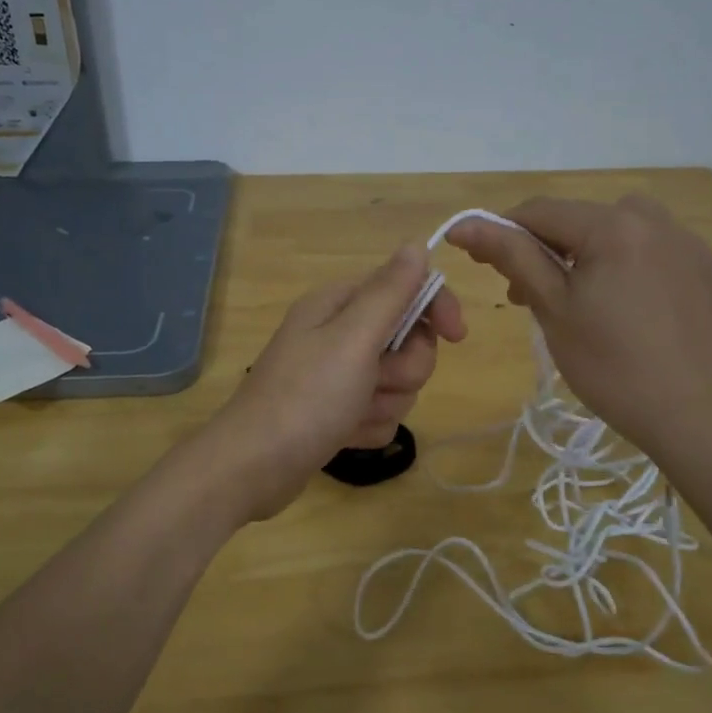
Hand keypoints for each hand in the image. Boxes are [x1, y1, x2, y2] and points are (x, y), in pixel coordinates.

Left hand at [209, 244, 464, 519]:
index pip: (406, 288)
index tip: (457, 336)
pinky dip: (368, 426)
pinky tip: (344, 435)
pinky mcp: (337, 411)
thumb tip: (416, 245)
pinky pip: (380, 413)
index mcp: (339, 305)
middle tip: (376, 381)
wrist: (253, 467)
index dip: (436, 308)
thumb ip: (389, 292)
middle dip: (403, 369)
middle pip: (408, 340)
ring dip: (385, 402)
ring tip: (353, 414)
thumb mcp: (353, 338)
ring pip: (398, 382)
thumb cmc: (306, 397)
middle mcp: (338, 334)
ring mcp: (337, 375)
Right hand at [447, 195, 711, 473]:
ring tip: (585, 298)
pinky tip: (631, 308)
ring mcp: (690, 244)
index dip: (503, 232)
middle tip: (529, 297)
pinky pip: (657, 251)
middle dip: (548, 249)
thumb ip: (511, 255)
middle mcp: (656, 220)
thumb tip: (465, 224)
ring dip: (591, 251)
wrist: (694, 416)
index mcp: (614, 225)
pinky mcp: (710, 271)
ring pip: (622, 229)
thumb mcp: (552, 308)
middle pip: (582, 219)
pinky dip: (631, 265)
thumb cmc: (610, 366)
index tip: (484, 265)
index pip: (541, 211)